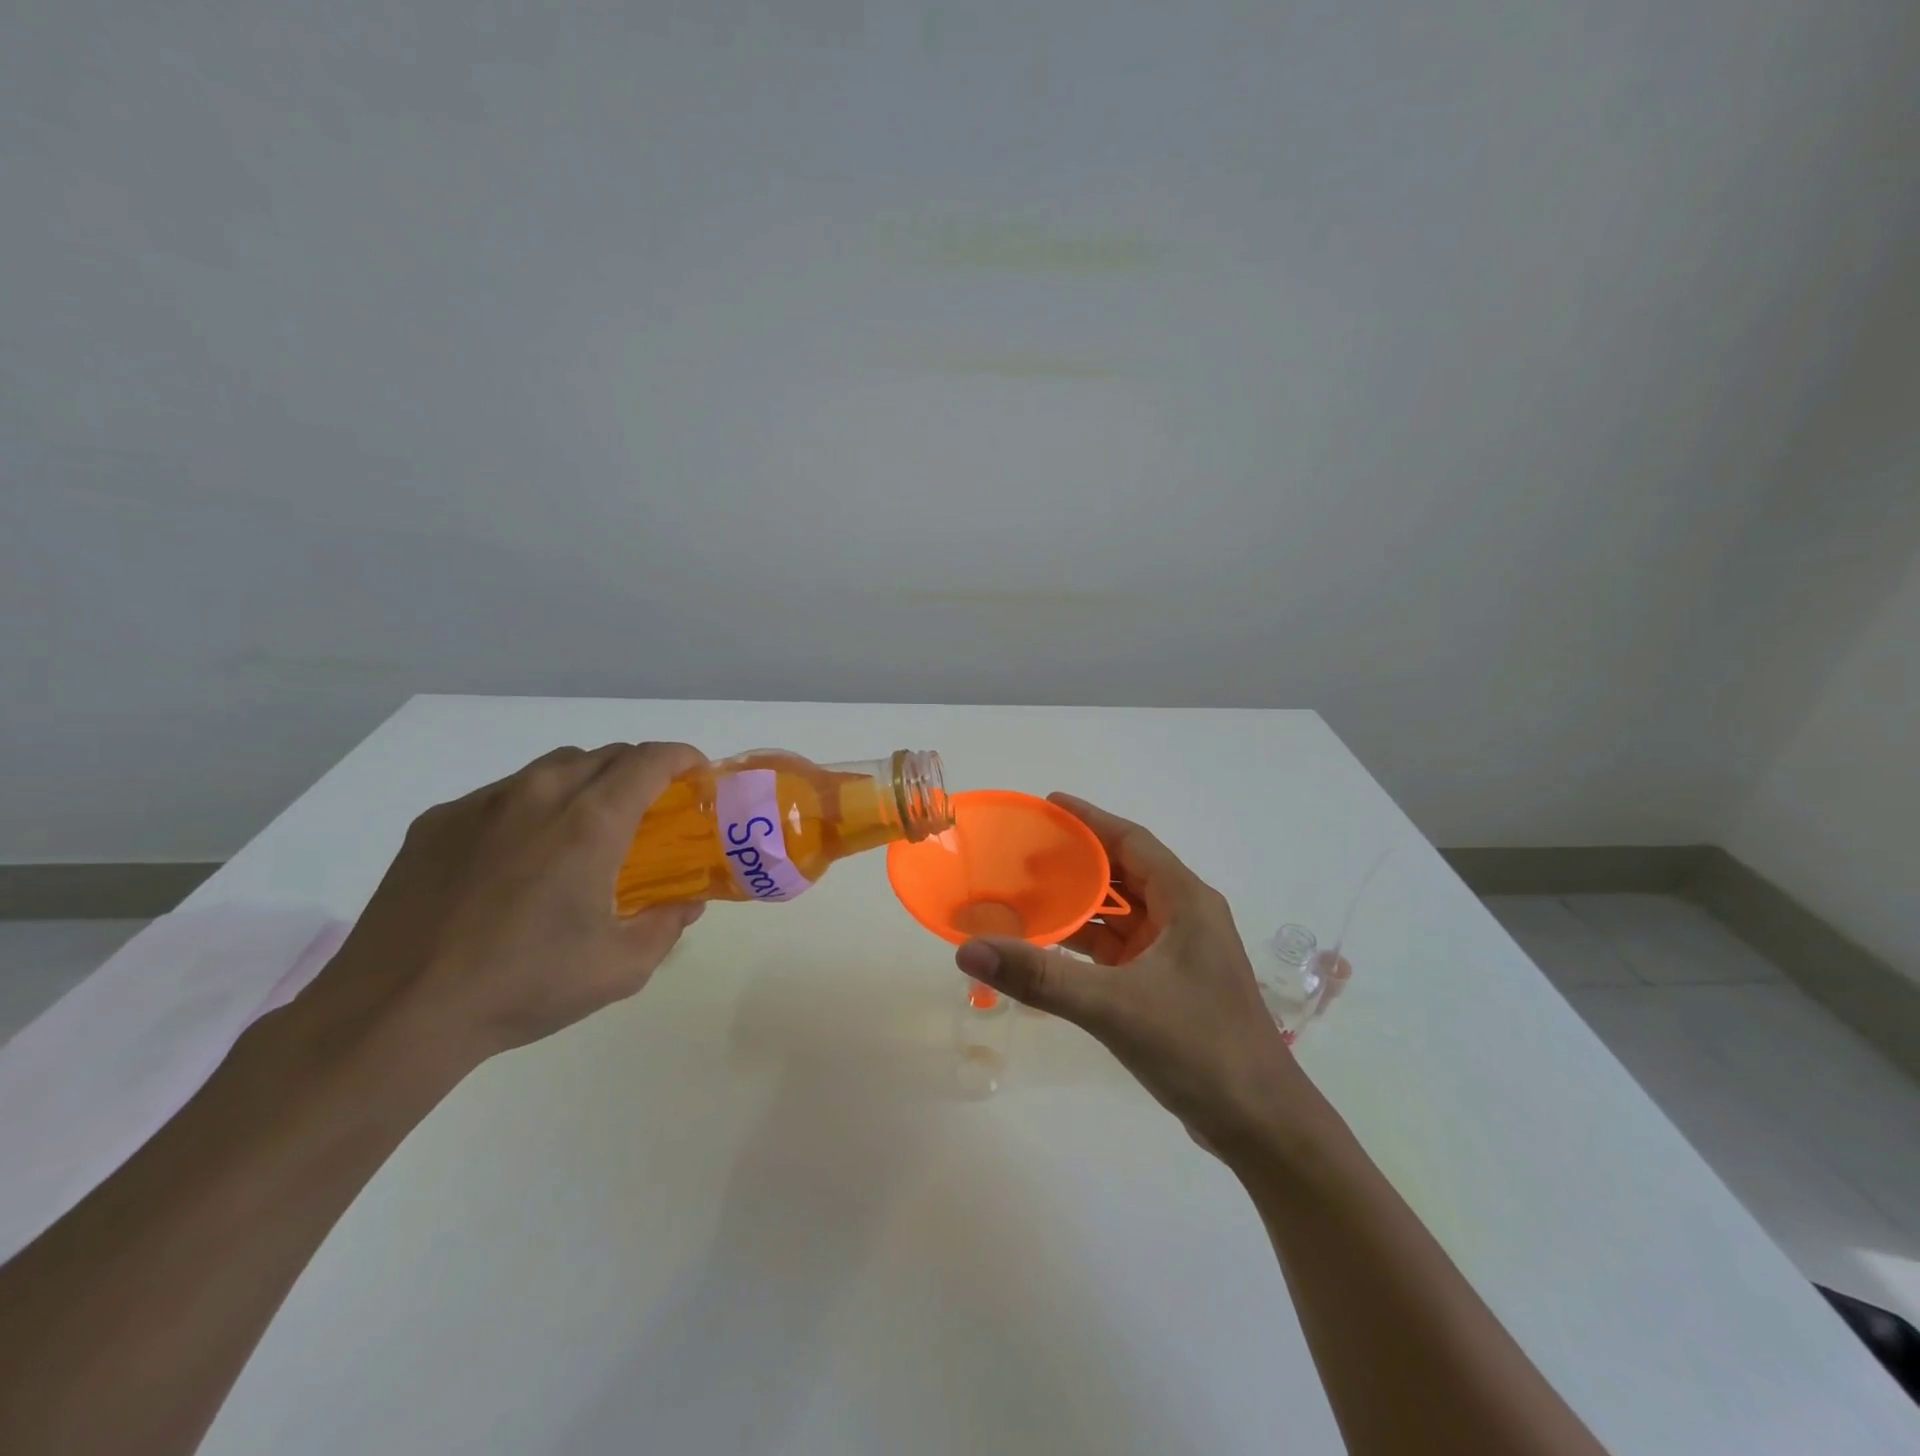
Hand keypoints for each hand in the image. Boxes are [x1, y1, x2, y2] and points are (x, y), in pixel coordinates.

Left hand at [294, 742, 708, 1068]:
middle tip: (650, 811)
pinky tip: (519, 857)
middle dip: (640, 770)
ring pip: (552, 768)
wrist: (395, 1014)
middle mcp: (538, 795)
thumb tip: (687, 903)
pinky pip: (502, 795)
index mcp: (590, 822)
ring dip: (587, 782)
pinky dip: (532, 806)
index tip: (697, 776)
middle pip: (605, 755)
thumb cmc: (524, 985)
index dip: (682, 758)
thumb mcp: (620, 968)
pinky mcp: (436, 823)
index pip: (649, 760)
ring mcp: (481, 805)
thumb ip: (667, 926)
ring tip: (587, 828)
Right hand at [954, 794, 1316, 1157]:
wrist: (1260, 1125)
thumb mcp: (1113, 1007)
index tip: (1047, 805)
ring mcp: (1180, 954)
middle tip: (1024, 854)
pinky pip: (1122, 949)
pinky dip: (1088, 944)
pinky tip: (1052, 949)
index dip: (1090, 820)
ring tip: (1028, 896)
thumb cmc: (1197, 1047)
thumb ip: (1041, 978)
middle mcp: (1185, 917)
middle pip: (1125, 873)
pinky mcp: (1171, 986)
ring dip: (1081, 905)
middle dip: (1078, 862)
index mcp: (1185, 901)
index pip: (1131, 841)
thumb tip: (969, 949)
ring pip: (1122, 914)